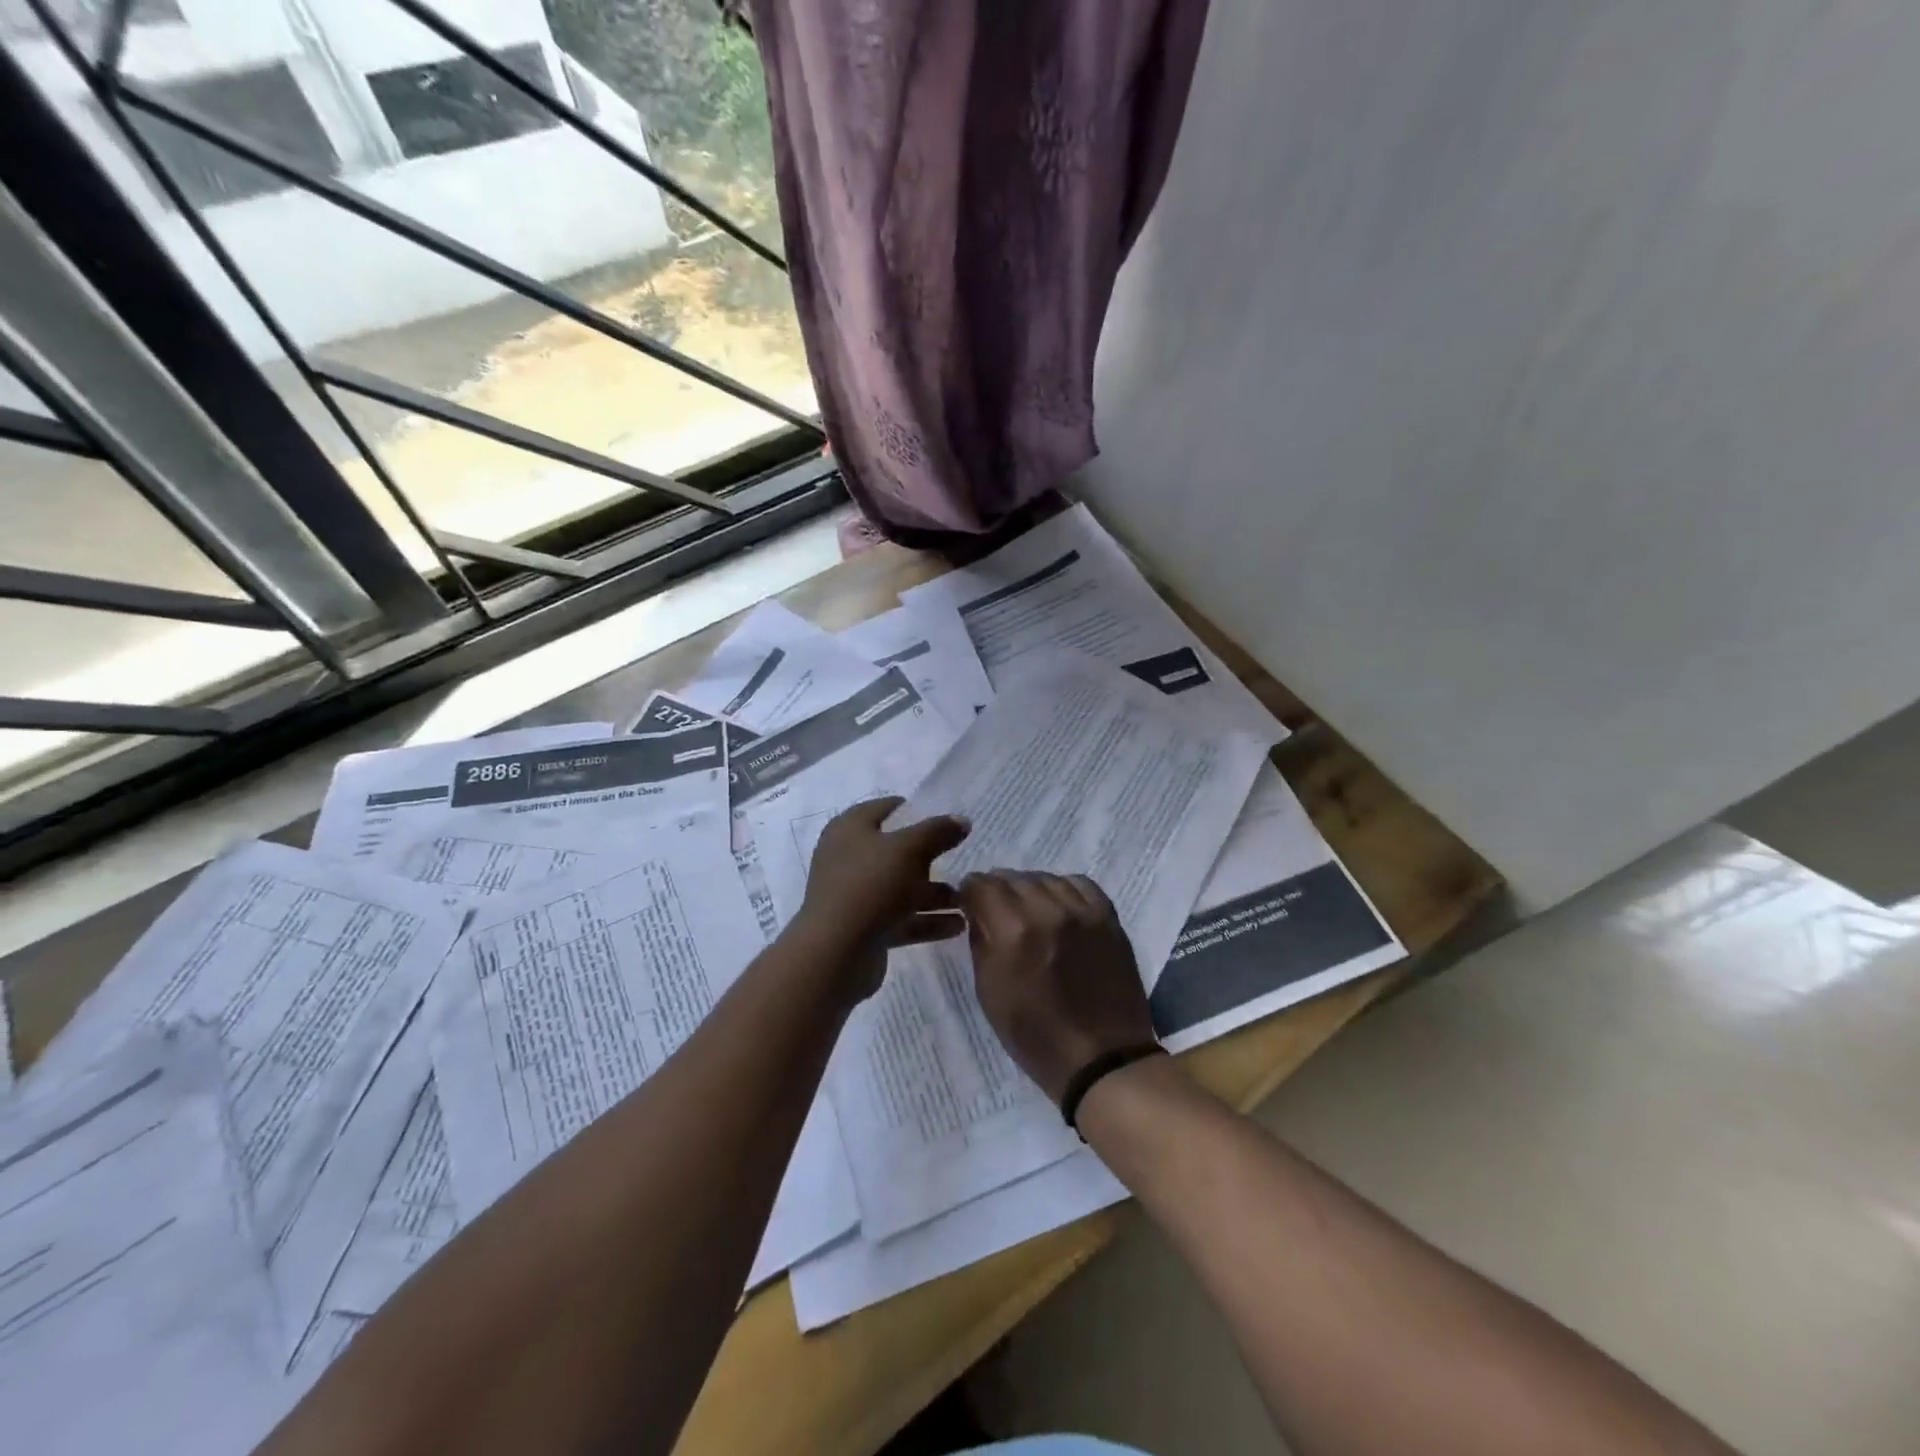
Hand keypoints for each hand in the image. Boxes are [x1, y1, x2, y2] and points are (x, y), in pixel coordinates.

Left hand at [794, 797, 969, 998]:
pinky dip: (927, 920)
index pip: (886, 808)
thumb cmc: (870, 886)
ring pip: (901, 887)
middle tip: (963, 859)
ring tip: (968, 901)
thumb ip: (937, 831)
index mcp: (850, 829)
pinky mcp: (864, 927)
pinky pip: (901, 918)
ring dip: (934, 894)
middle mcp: (849, 858)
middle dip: (931, 857)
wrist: (835, 953)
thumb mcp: (908, 849)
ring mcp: (855, 894)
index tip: (947, 820)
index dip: (916, 810)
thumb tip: (961, 820)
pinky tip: (957, 926)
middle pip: (896, 850)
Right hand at [959, 871, 1156, 1102]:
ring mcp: (1082, 911)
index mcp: (1013, 931)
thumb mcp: (989, 992)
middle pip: (1012, 877)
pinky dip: (1063, 890)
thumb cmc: (1035, 1035)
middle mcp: (1047, 910)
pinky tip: (1059, 909)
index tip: (970, 904)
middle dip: (998, 891)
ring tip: (1030, 912)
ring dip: (1030, 890)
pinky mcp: (1108, 917)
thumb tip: (978, 913)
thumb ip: (981, 942)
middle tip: (998, 913)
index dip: (970, 892)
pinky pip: (1079, 884)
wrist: (1102, 1057)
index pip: (982, 884)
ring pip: (1045, 878)